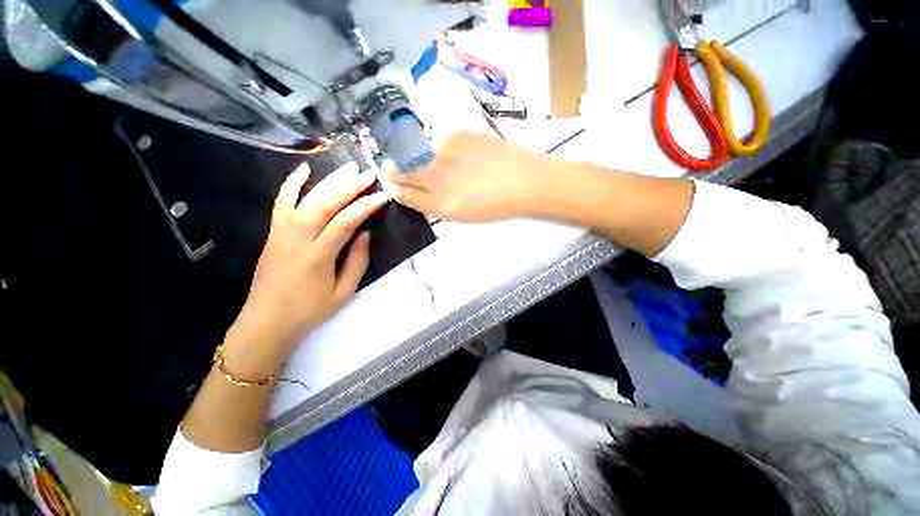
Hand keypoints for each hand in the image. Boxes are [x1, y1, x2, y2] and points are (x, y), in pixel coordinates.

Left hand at [224, 162, 387, 378]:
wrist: (267, 321)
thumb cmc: (310, 311)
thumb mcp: (344, 292)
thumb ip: (357, 261)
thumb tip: (365, 233)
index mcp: (318, 256)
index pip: (345, 222)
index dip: (365, 207)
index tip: (382, 196)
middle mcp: (297, 238)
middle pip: (325, 204)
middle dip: (349, 186)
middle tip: (367, 174)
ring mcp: (282, 233)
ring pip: (306, 198)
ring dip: (328, 181)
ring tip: (348, 168)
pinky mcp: (273, 233)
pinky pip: (281, 203)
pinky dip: (291, 184)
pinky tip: (304, 170)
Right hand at [388, 132, 555, 221]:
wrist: (522, 181)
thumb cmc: (494, 205)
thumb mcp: (461, 215)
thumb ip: (434, 204)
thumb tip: (414, 193)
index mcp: (439, 204)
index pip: (404, 195)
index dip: (395, 189)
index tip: (392, 185)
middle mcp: (436, 178)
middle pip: (401, 171)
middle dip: (393, 171)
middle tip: (391, 167)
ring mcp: (445, 154)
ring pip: (417, 153)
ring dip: (417, 156)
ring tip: (438, 162)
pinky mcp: (458, 135)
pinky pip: (439, 140)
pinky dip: (443, 147)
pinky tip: (461, 153)